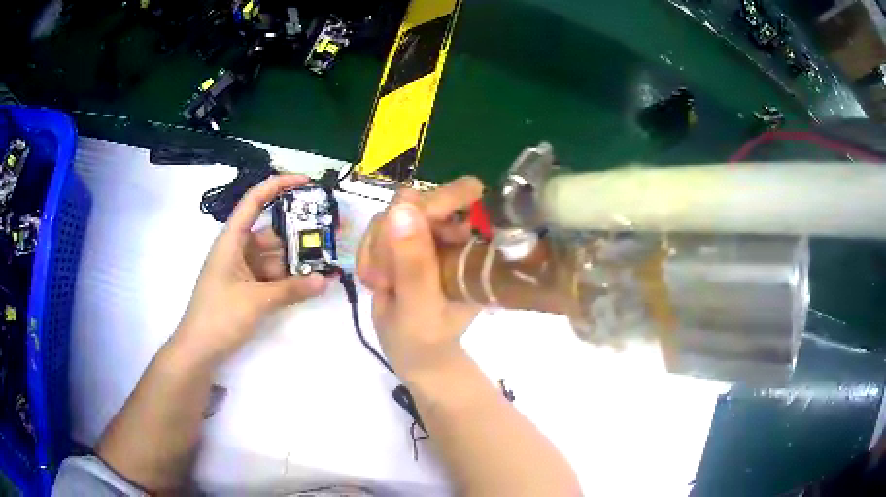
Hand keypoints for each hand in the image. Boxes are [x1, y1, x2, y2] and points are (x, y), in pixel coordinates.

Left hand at [174, 175, 329, 363]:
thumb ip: (292, 289)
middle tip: (329, 235)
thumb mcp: (256, 300)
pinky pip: (271, 276)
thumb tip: (326, 280)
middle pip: (271, 232)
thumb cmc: (219, 316)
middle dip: (298, 234)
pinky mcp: (246, 288)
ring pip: (274, 257)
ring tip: (326, 263)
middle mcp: (238, 249)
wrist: (199, 350)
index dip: (279, 185)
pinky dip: (288, 279)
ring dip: (296, 261)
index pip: (255, 200)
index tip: (307, 182)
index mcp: (232, 239)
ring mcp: (242, 270)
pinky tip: (309, 284)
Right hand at [357, 176, 483, 379]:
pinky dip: (367, 255)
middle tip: (385, 276)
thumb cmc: (427, 336)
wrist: (413, 351)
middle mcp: (449, 230)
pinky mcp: (400, 240)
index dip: (432, 202)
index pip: (458, 196)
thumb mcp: (421, 305)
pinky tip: (375, 280)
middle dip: (390, 237)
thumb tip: (403, 207)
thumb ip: (414, 263)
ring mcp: (423, 233)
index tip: (406, 224)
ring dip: (376, 250)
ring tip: (382, 284)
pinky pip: (373, 229)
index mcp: (470, 243)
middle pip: (412, 201)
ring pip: (387, 215)